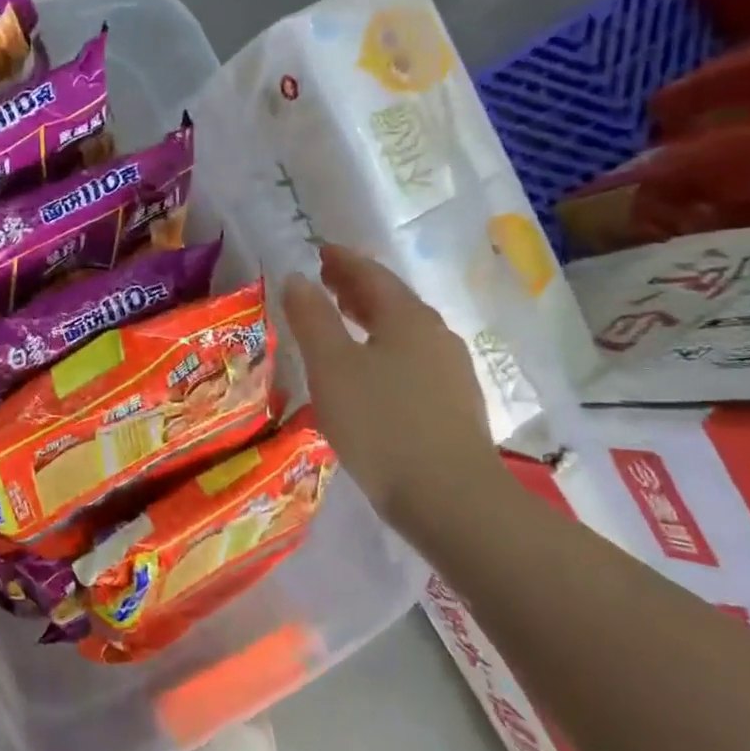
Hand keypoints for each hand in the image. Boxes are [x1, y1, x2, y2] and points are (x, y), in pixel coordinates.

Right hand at [282, 245, 506, 532]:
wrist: (450, 498)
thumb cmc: (381, 423)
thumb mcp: (332, 367)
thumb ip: (312, 319)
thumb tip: (297, 278)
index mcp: (408, 318)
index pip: (371, 275)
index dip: (343, 261)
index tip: (319, 251)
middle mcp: (436, 336)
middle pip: (392, 301)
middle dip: (357, 288)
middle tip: (325, 282)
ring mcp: (451, 372)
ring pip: (403, 333)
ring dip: (370, 321)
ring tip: (341, 324)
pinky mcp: (453, 406)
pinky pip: (411, 361)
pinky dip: (383, 351)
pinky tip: (369, 373)